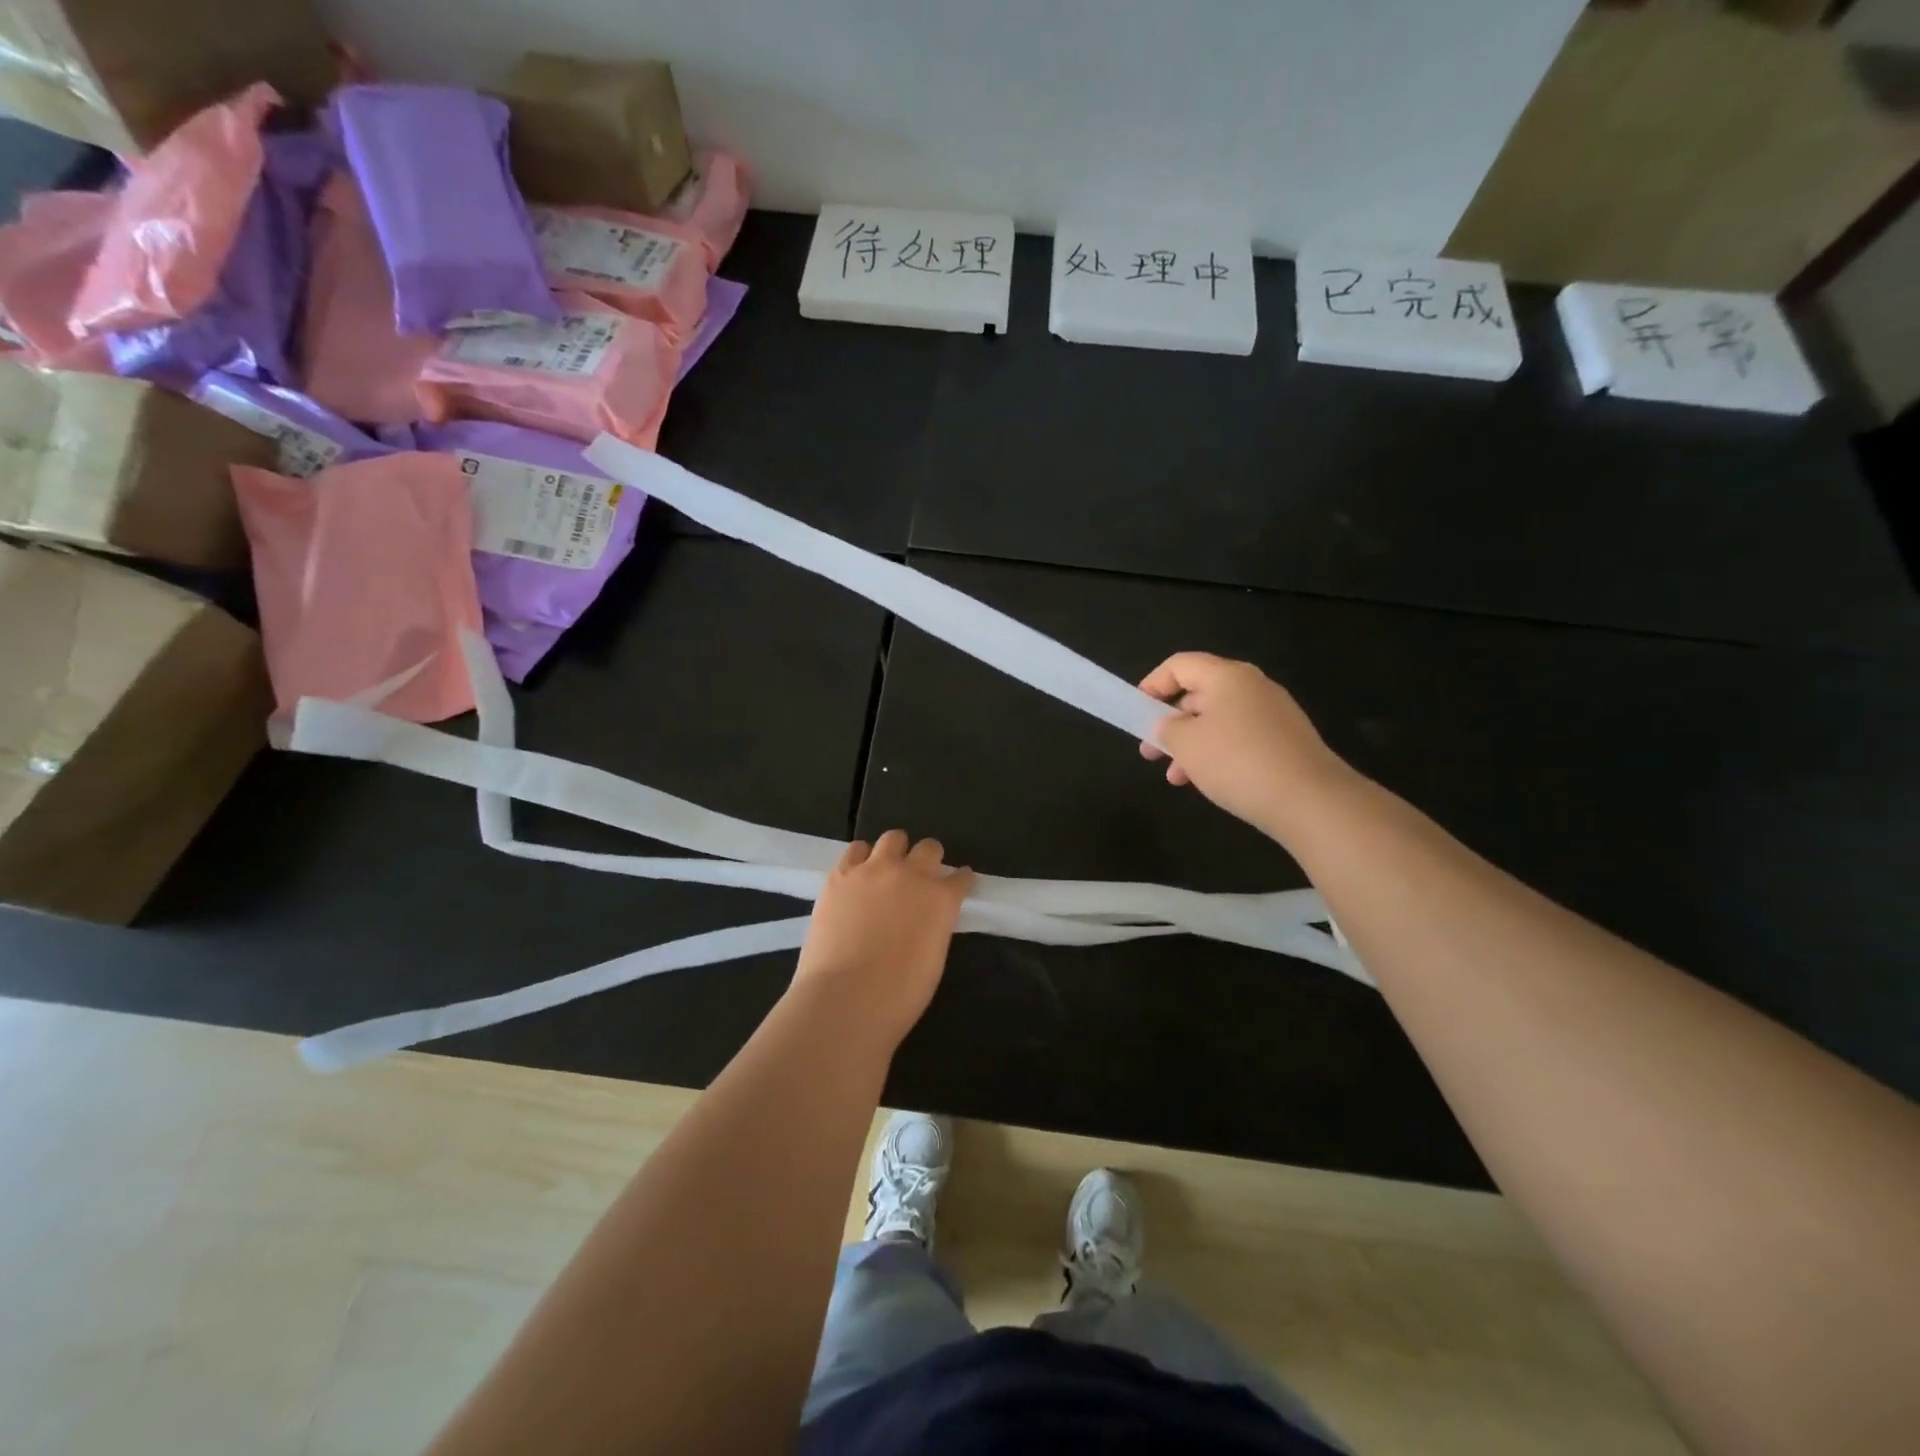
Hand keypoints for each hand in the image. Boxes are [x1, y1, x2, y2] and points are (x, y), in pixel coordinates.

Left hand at [791, 830, 973, 1047]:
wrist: (845, 998)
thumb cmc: (899, 994)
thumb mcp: (933, 959)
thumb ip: (934, 927)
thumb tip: (925, 919)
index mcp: (941, 899)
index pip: (960, 877)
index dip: (960, 881)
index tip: (958, 885)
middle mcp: (912, 875)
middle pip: (929, 848)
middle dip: (929, 860)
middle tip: (920, 878)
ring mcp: (874, 870)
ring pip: (893, 838)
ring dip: (896, 852)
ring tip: (887, 870)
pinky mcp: (841, 874)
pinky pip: (855, 850)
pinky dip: (861, 857)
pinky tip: (858, 873)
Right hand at [1138, 652, 1350, 832]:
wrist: (1310, 800)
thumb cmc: (1237, 762)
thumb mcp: (1186, 744)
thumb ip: (1167, 728)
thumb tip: (1170, 725)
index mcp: (1227, 676)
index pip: (1179, 665)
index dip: (1152, 684)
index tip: (1136, 713)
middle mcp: (1253, 686)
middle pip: (1199, 693)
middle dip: (1170, 722)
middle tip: (1150, 752)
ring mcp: (1274, 713)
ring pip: (1218, 721)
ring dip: (1191, 745)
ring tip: (1175, 777)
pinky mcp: (1286, 740)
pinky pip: (1240, 738)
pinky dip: (1217, 754)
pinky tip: (1208, 783)